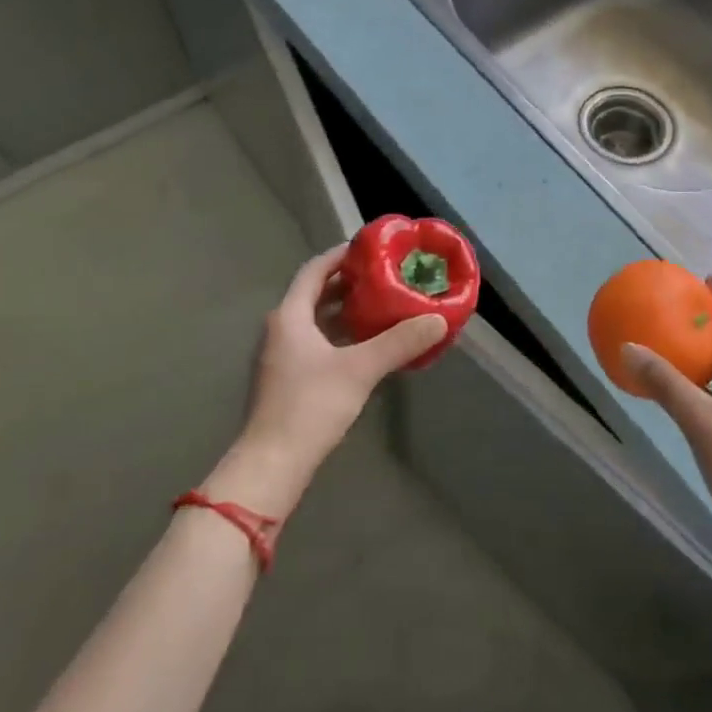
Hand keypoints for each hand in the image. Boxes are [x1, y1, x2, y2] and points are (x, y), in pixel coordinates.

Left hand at [209, 244, 446, 514]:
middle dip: (350, 283)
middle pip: (316, 293)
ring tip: (383, 305)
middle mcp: (282, 328)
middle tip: (386, 276)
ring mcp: (282, 355)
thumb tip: (439, 319)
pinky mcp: (289, 378)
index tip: (372, 248)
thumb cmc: (310, 406)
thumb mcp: (360, 370)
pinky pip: (318, 343)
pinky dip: (342, 336)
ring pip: (317, 320)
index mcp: (290, 315)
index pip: (315, 270)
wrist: (272, 464)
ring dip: (347, 310)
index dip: (342, 255)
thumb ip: (399, 342)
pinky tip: (368, 345)